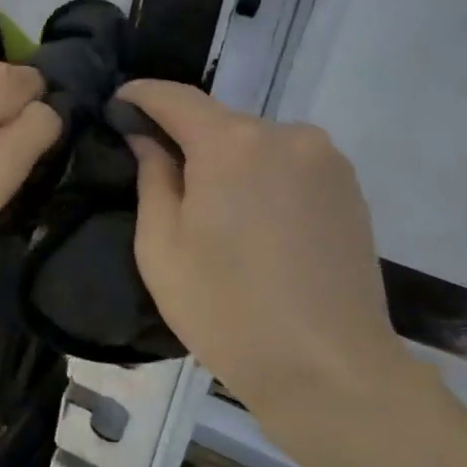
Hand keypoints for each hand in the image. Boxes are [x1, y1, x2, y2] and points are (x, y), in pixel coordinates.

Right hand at [116, 80, 414, 436]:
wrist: (330, 370)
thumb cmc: (226, 310)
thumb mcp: (161, 247)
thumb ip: (151, 177)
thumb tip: (146, 137)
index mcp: (231, 144)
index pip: (174, 96)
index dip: (139, 96)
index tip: (117, 106)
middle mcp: (285, 134)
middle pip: (217, 121)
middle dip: (184, 138)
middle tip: (158, 174)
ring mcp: (325, 158)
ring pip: (254, 143)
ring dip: (226, 160)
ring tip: (212, 210)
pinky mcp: (349, 186)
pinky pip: (287, 163)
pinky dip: (261, 177)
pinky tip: (254, 223)